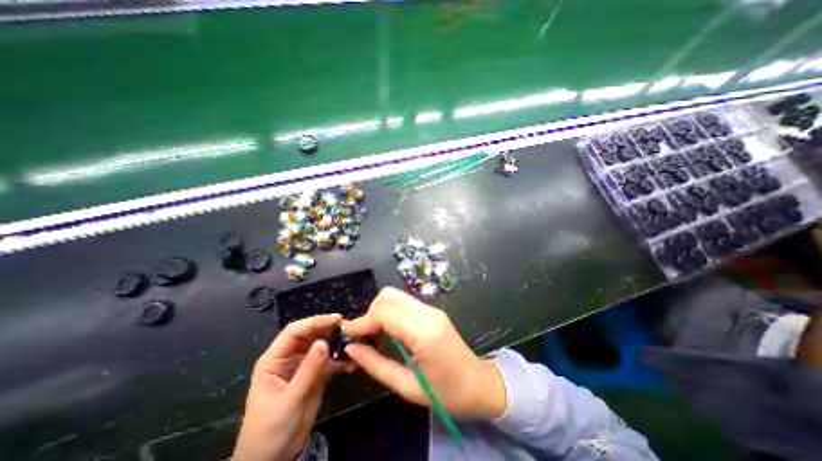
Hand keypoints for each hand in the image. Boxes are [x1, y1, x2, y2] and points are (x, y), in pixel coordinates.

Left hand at [234, 313, 356, 460]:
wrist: (273, 460)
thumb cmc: (270, 431)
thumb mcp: (289, 400)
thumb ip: (308, 370)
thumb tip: (324, 342)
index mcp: (275, 359)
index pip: (294, 332)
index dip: (315, 322)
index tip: (336, 319)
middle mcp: (289, 357)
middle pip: (310, 335)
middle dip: (328, 329)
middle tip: (348, 328)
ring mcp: (303, 366)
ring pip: (321, 345)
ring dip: (337, 343)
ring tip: (353, 343)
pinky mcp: (315, 375)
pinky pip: (329, 361)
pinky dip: (341, 360)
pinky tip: (351, 364)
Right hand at [342, 289, 508, 420]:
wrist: (478, 385)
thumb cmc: (445, 394)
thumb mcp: (406, 387)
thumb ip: (375, 365)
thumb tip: (351, 349)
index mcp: (423, 332)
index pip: (385, 312)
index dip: (363, 321)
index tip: (348, 334)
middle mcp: (428, 313)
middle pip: (389, 295)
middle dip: (371, 312)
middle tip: (365, 336)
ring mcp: (432, 310)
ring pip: (396, 296)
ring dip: (380, 311)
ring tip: (376, 336)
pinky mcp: (432, 312)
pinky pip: (405, 304)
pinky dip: (391, 313)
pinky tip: (390, 333)